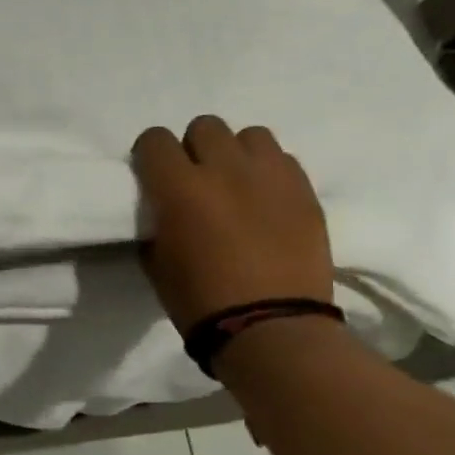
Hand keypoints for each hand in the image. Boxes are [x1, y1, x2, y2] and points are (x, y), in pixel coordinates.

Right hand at [130, 117, 332, 333]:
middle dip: (193, 148)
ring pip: (249, 135)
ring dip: (235, 153)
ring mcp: (271, 177)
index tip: (152, 175)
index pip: (154, 140)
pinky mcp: (305, 191)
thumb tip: (164, 208)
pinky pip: (283, 160)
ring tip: (235, 183)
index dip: (149, 155)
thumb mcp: (156, 260)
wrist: (270, 327)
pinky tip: (264, 201)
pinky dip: (268, 172)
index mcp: (178, 188)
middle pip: (205, 126)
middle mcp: (224, 170)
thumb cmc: (199, 300)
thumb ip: (157, 221)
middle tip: (195, 179)